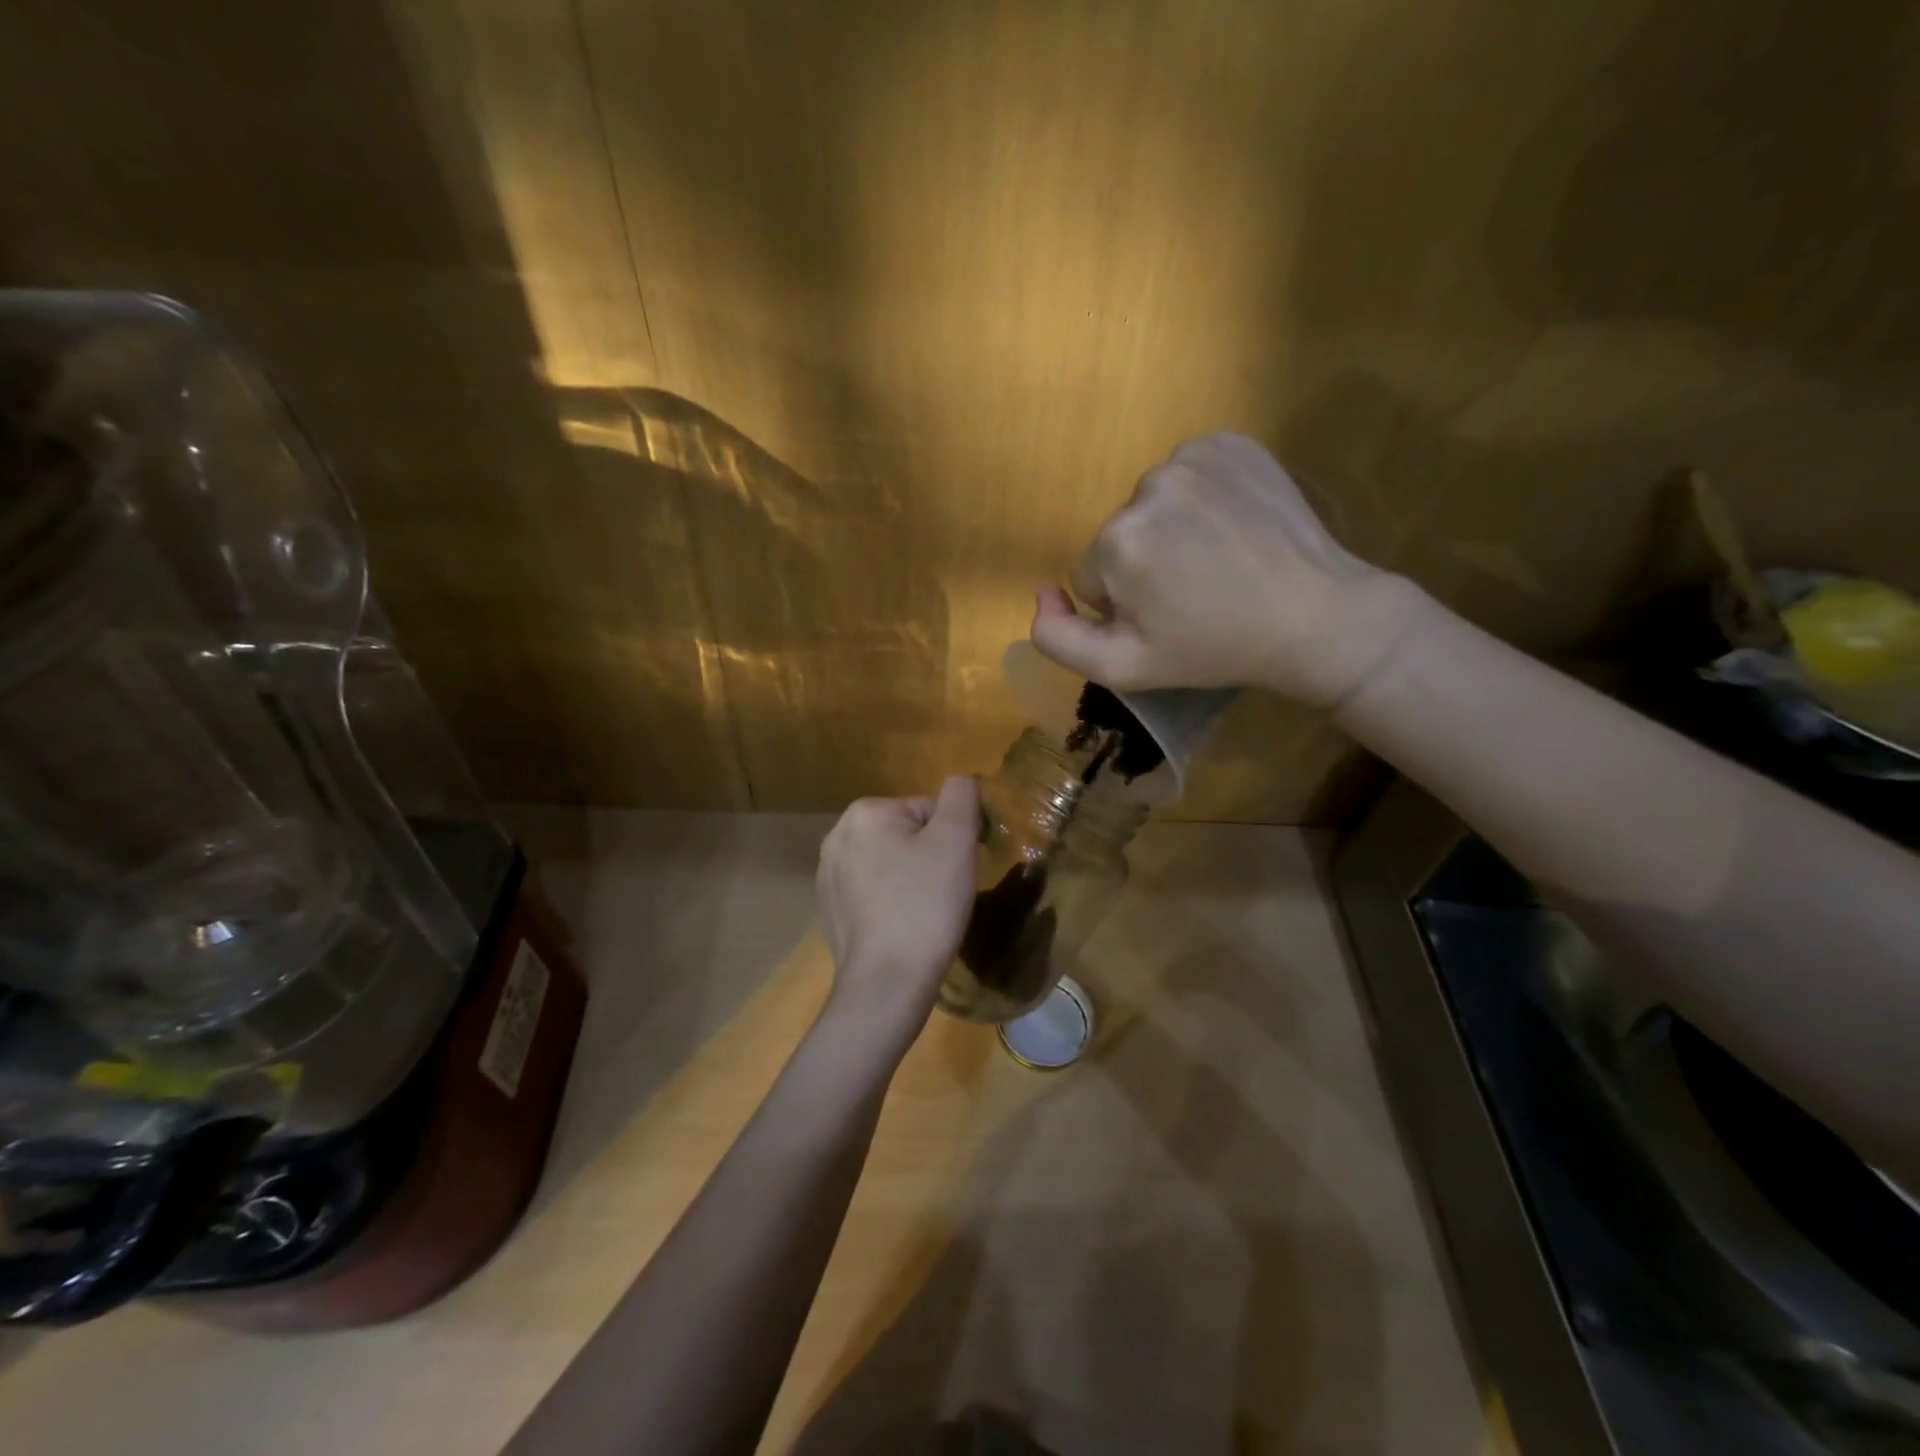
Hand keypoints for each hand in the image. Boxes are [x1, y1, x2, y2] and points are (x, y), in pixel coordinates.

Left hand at [816, 777, 979, 1044]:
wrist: (886, 982)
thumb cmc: (926, 905)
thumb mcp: (956, 840)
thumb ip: (961, 796)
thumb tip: (961, 780)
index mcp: (865, 812)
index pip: (927, 811)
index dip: (950, 840)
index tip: (953, 873)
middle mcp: (837, 835)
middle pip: (906, 835)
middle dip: (927, 858)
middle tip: (941, 894)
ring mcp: (827, 875)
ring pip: (889, 864)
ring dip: (909, 881)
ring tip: (922, 914)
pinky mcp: (828, 909)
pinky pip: (871, 892)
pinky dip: (889, 903)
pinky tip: (900, 929)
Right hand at [1030, 432, 1432, 708]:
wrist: (1315, 616)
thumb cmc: (1214, 650)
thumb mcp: (1122, 668)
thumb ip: (1056, 637)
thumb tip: (1042, 591)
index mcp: (1118, 542)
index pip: (1089, 576)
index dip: (1122, 605)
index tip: (1167, 618)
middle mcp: (1146, 487)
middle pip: (1118, 537)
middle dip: (1143, 566)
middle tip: (1195, 594)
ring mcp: (1192, 457)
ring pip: (1151, 506)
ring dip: (1171, 531)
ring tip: (1218, 561)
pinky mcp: (1230, 441)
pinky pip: (1188, 474)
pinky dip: (1200, 498)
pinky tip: (1231, 527)